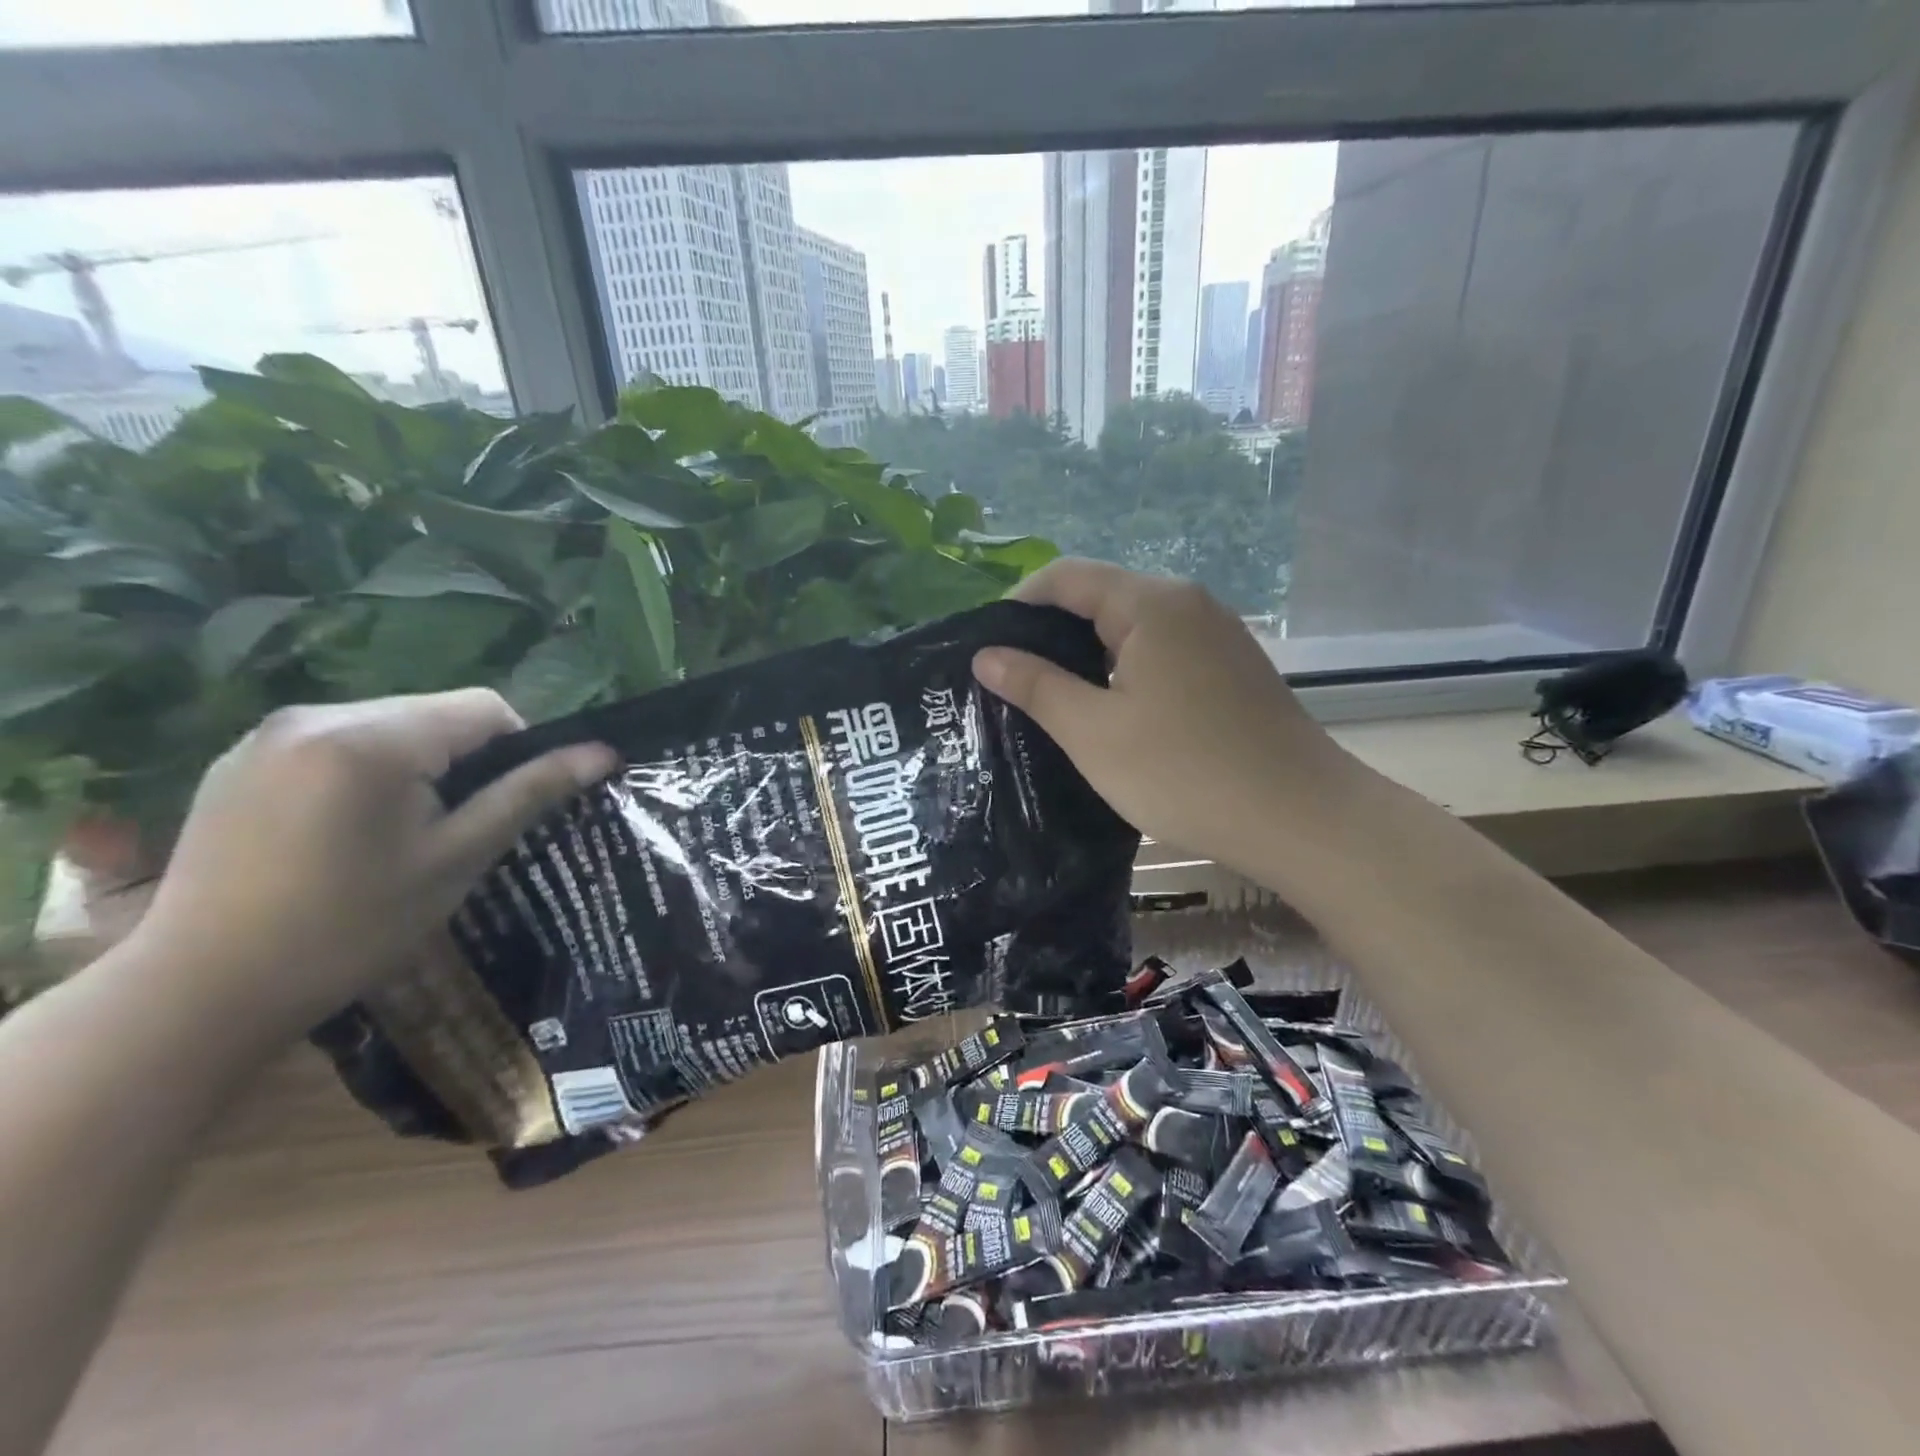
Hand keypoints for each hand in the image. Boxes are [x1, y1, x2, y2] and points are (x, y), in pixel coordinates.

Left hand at [126, 690, 617, 1043]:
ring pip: (388, 723)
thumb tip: (602, 753)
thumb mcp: (457, 860)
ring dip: (416, 763)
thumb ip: (530, 794)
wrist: (199, 992)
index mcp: (374, 739)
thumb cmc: (350, 929)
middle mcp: (317, 716)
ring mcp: (267, 734)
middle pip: (434, 712)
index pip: (486, 708)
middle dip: (463, 758)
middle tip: (455, 828)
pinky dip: (365, 770)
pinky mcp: (238, 758)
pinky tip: (344, 831)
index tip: (504, 808)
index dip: (518, 749)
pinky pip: (335, 741)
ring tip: (400, 833)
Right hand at [973, 559, 1356, 873]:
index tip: (985, 645)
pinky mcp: (1232, 666)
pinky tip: (1111, 709)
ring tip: (1051, 696)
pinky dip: (1125, 668)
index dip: (1018, 603)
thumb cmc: (1184, 772)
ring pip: (1133, 626)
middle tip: (1010, 678)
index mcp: (1151, 604)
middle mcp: (1188, 603)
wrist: (1299, 817)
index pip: (1066, 576)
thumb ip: (1036, 685)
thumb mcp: (1093, 732)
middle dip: (1050, 630)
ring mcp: (1217, 634)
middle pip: (1101, 596)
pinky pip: (1163, 650)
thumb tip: (986, 655)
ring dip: (1088, 652)